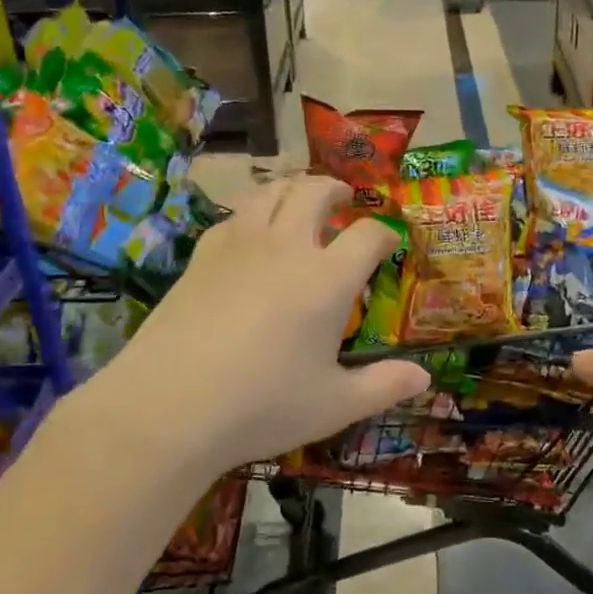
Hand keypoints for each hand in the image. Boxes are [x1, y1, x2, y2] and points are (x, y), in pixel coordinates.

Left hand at [91, 176, 429, 476]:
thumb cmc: (262, 406)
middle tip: (344, 198)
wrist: (168, 406)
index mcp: (326, 279)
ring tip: (300, 196)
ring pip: (270, 192)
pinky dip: (253, 211)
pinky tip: (250, 229)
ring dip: (293, 187)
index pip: (368, 235)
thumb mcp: (333, 405)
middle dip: (336, 190)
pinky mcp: (201, 256)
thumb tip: (424, 377)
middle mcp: (286, 248)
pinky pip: (234, 216)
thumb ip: (383, 386)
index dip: (385, 233)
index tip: (389, 243)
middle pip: (315, 192)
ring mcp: (239, 246)